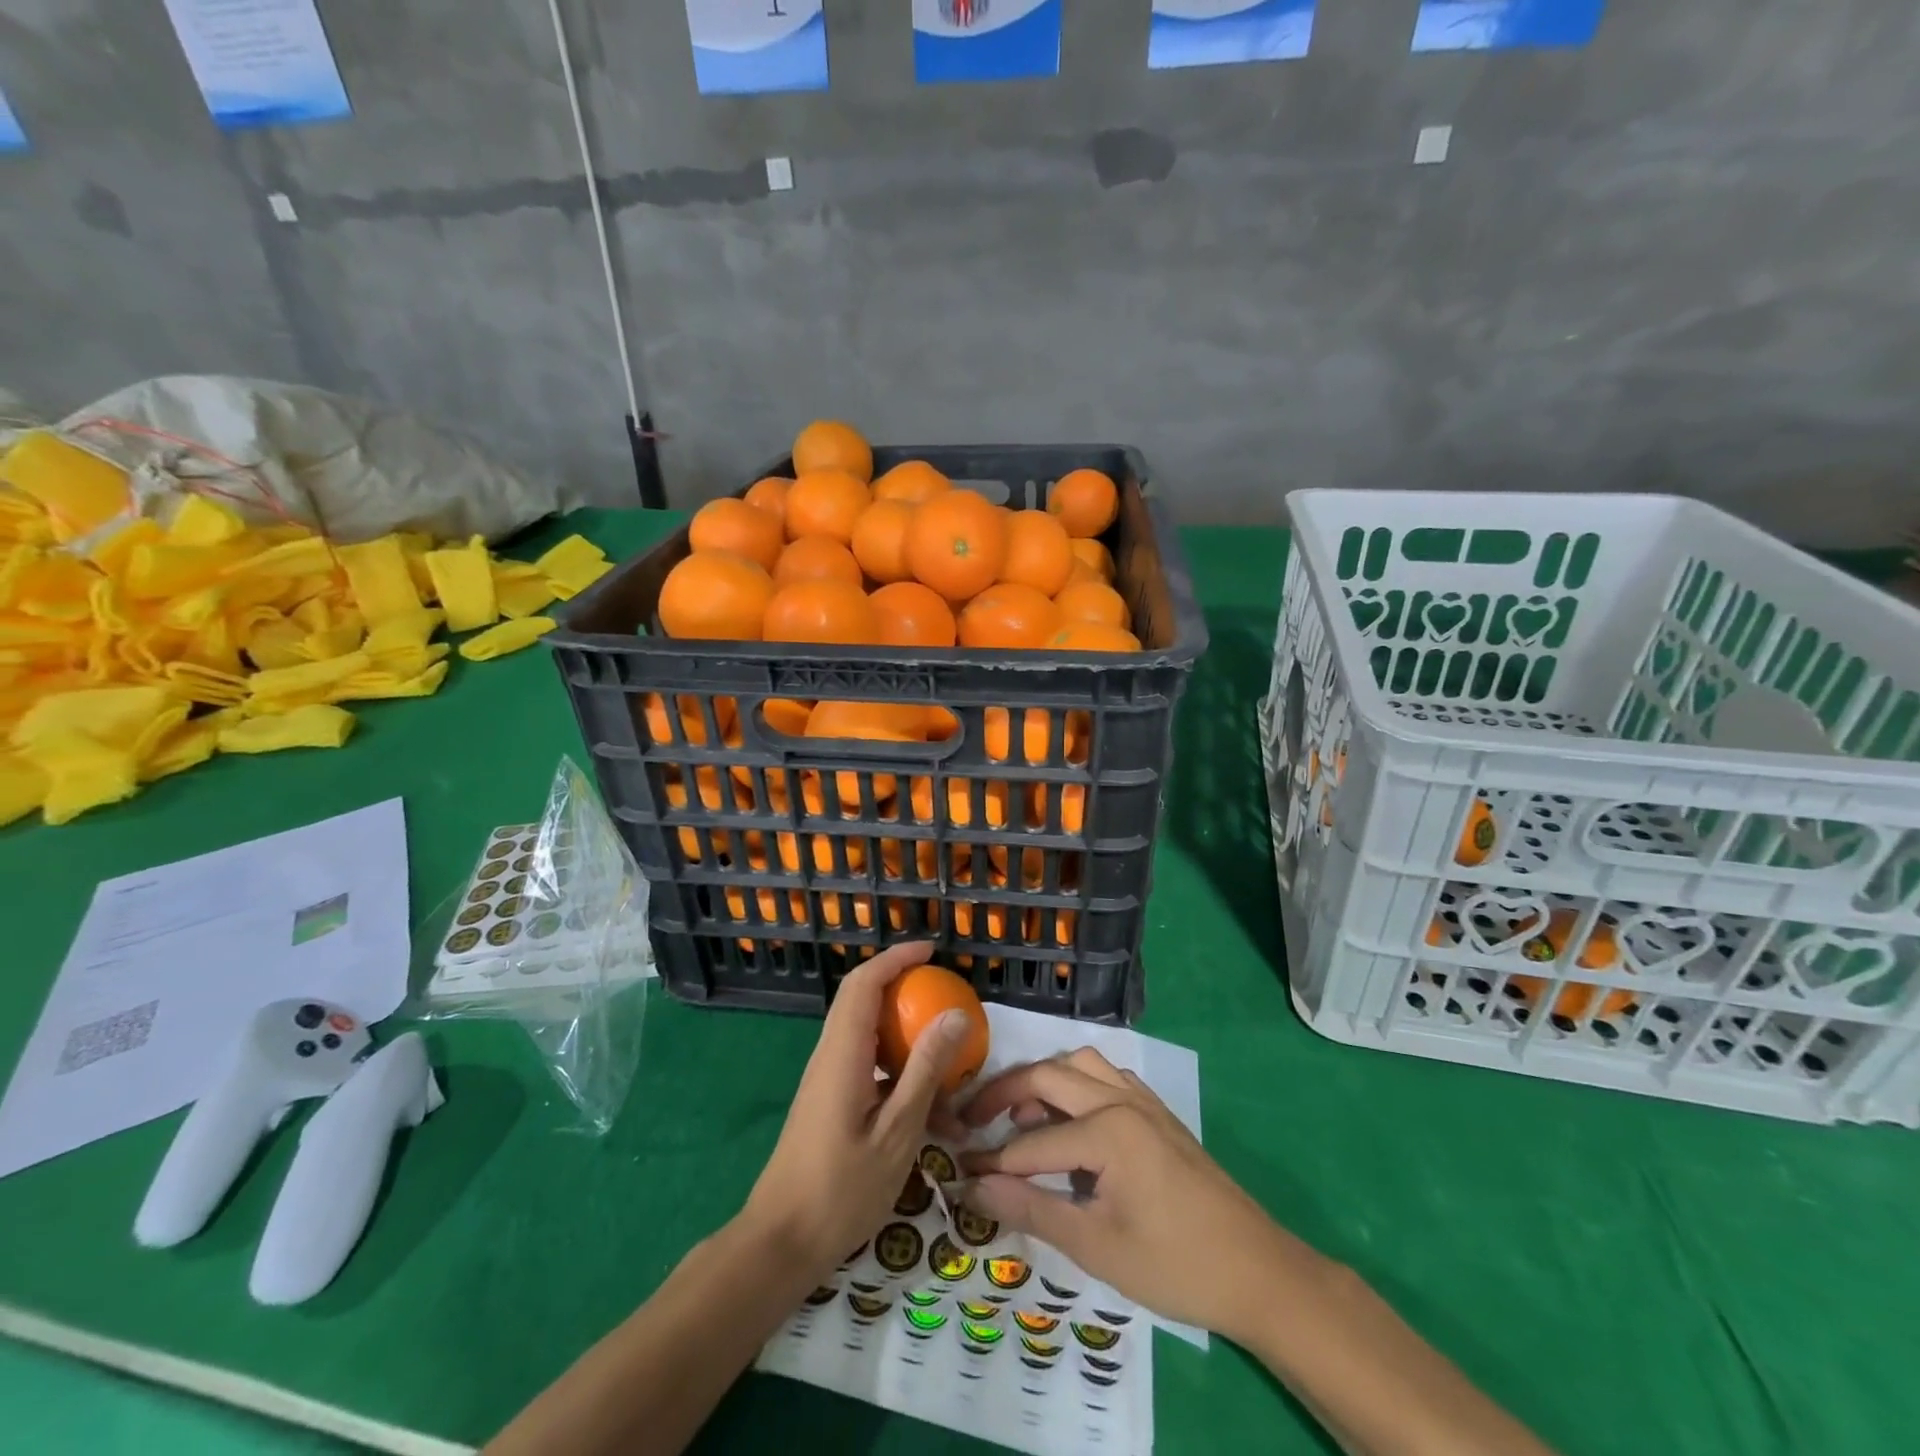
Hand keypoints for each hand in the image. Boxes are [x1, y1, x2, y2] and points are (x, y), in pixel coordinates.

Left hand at [742, 941, 968, 1283]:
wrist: (781, 1244)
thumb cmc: (841, 1190)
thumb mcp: (897, 1132)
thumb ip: (925, 1070)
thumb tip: (955, 1015)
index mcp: (842, 1054)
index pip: (864, 983)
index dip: (896, 958)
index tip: (931, 951)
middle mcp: (829, 1056)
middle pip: (862, 1000)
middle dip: (902, 986)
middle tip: (944, 992)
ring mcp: (827, 1078)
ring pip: (865, 1033)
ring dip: (903, 1031)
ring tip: (945, 1051)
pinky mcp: (829, 1100)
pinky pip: (865, 1063)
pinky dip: (896, 1066)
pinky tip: (926, 1101)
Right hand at [960, 1048, 1287, 1342]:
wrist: (1258, 1271)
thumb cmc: (1175, 1265)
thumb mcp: (1097, 1246)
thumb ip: (1033, 1209)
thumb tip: (974, 1186)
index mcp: (1107, 1129)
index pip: (1031, 1141)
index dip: (992, 1160)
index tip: (957, 1169)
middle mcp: (1121, 1098)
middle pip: (1049, 1075)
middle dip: (1005, 1093)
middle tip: (972, 1120)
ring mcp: (1143, 1099)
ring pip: (1080, 1063)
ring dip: (1044, 1080)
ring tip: (1021, 1116)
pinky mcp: (1157, 1111)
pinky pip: (1107, 1076)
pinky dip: (1077, 1084)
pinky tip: (1070, 1119)